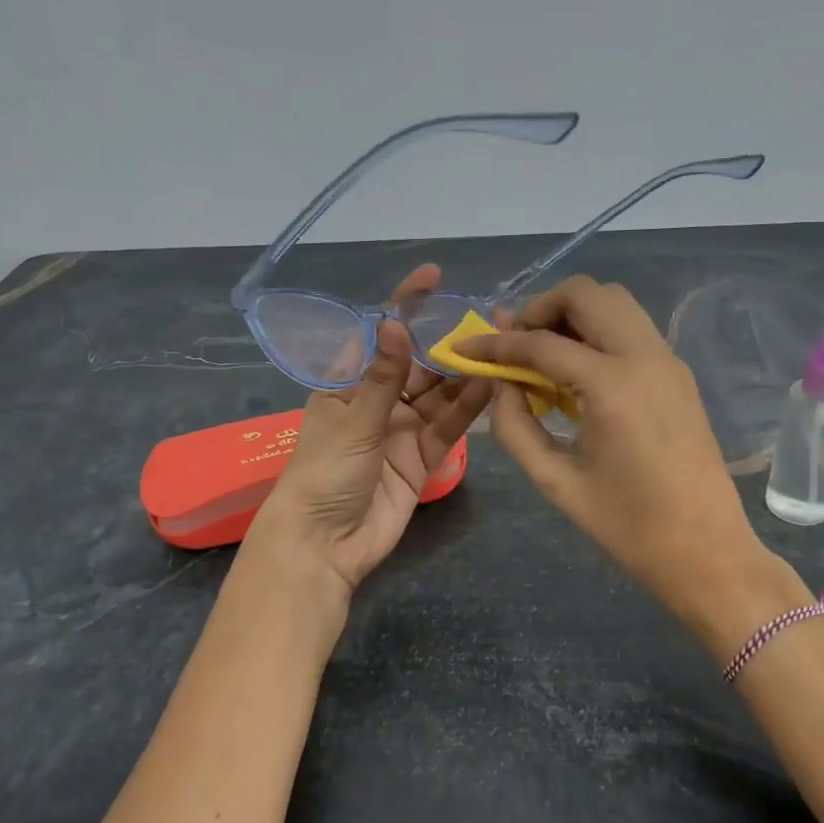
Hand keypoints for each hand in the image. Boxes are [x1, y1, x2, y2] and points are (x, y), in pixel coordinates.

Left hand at [247, 265, 494, 596]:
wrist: (325, 545)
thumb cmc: (324, 474)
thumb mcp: (352, 421)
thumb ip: (382, 377)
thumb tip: (396, 322)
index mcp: (347, 385)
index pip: (378, 335)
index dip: (404, 306)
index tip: (433, 277)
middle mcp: (377, 402)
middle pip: (417, 364)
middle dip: (446, 343)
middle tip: (486, 320)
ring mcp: (402, 430)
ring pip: (439, 395)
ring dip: (464, 375)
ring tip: (499, 349)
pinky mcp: (422, 459)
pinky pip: (448, 427)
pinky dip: (467, 409)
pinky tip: (491, 387)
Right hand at [454, 276, 783, 627]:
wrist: (707, 552)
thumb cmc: (627, 527)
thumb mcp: (556, 481)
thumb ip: (515, 427)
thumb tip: (500, 385)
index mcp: (612, 386)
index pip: (541, 343)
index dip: (495, 343)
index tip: (464, 348)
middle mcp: (645, 356)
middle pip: (585, 294)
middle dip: (540, 309)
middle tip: (514, 346)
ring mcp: (668, 360)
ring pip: (614, 302)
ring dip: (571, 314)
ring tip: (543, 355)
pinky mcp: (678, 373)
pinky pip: (631, 328)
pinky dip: (597, 331)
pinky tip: (578, 373)